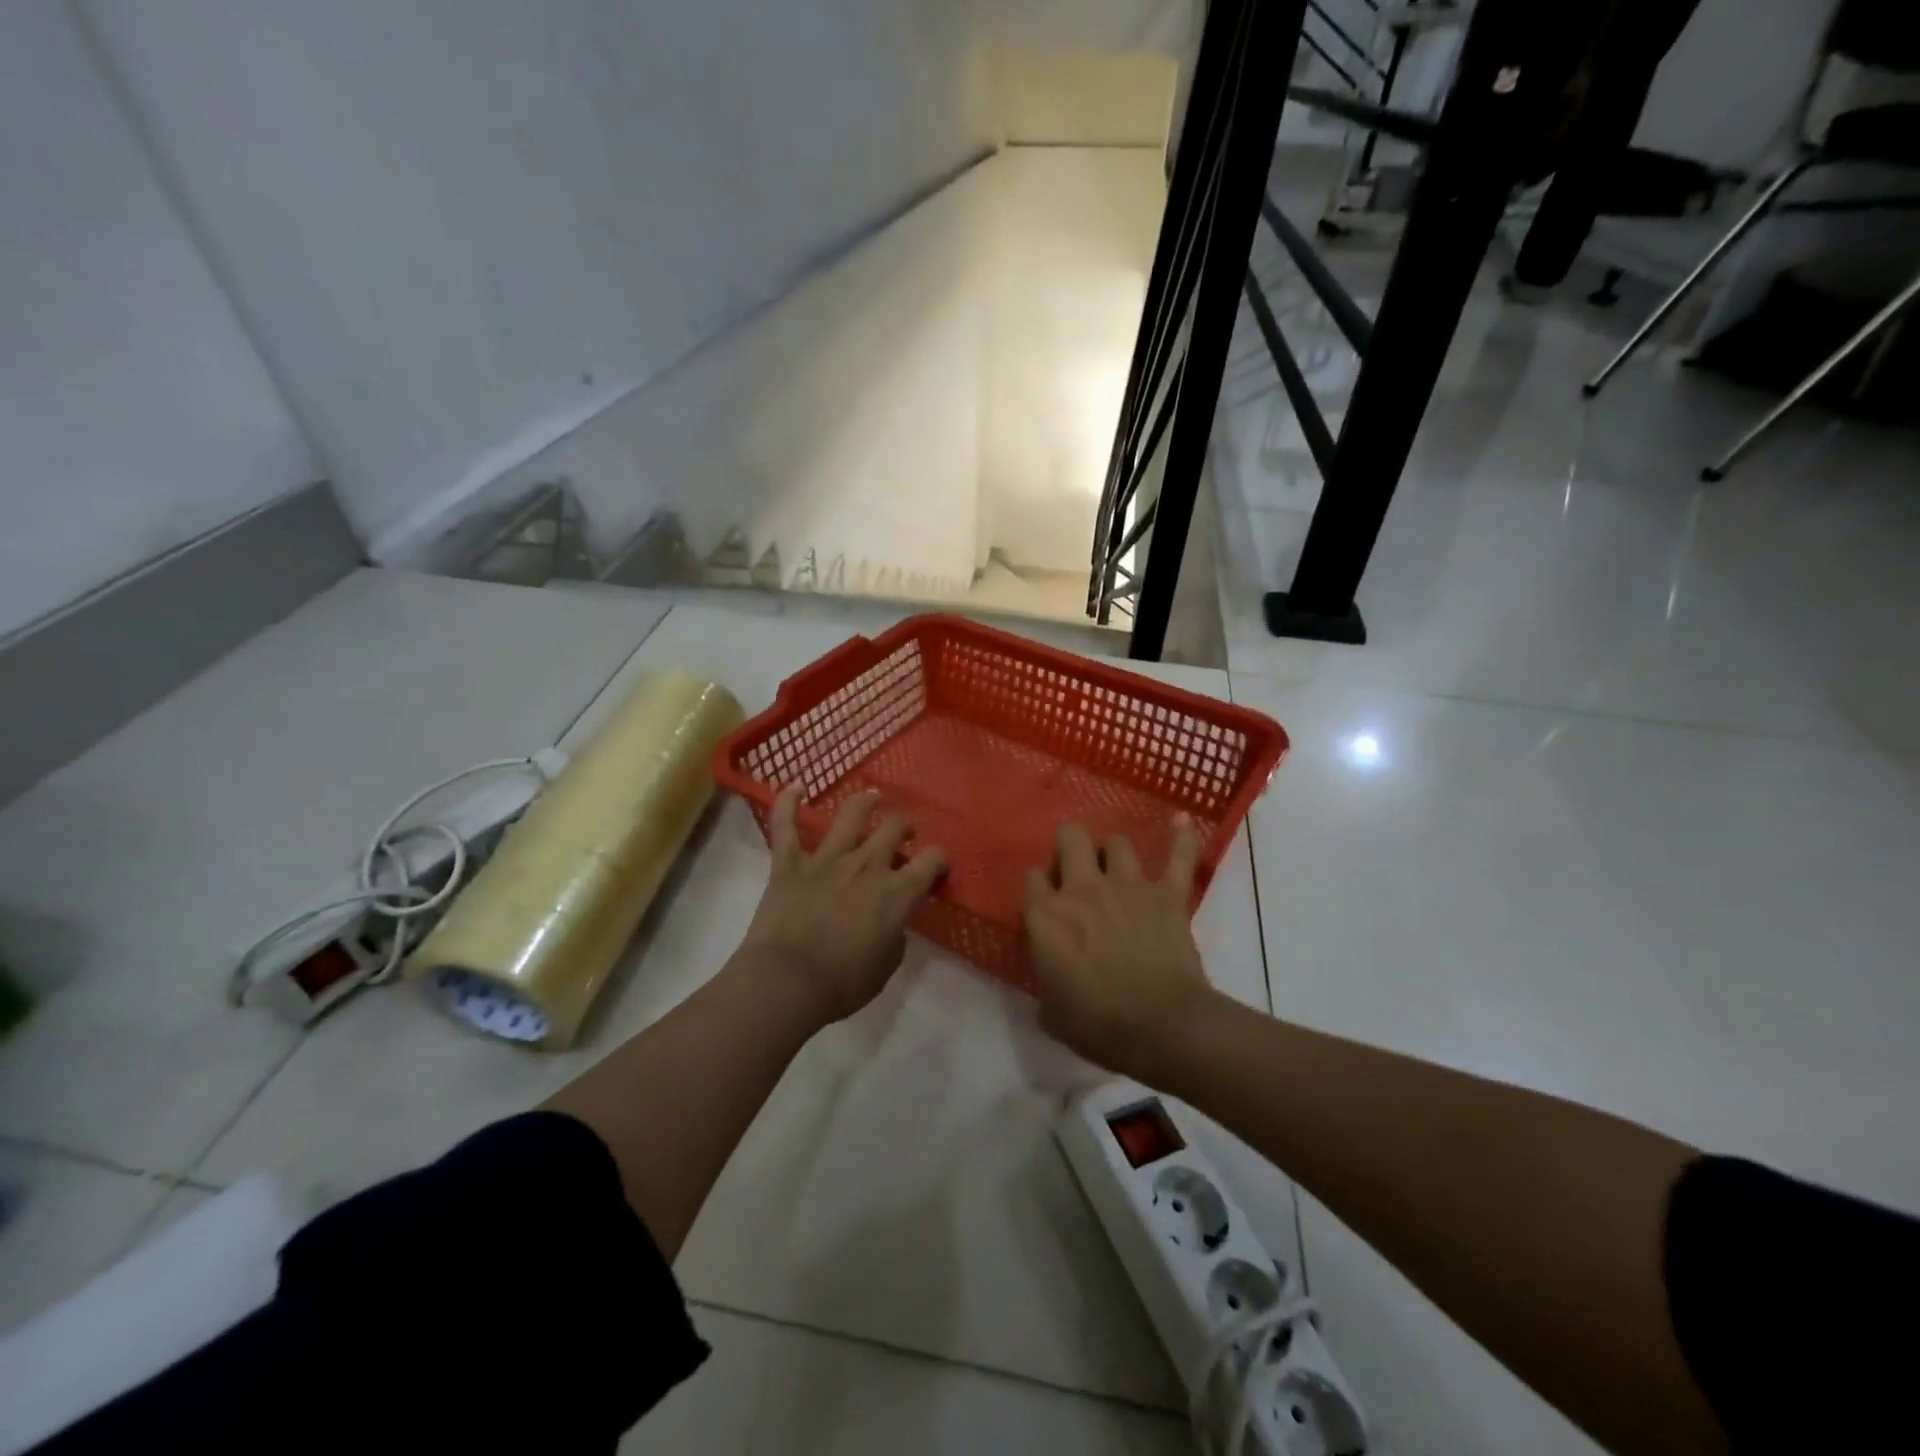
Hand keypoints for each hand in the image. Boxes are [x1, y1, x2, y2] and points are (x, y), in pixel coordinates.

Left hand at [736, 785, 947, 1025]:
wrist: (787, 982)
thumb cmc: (842, 984)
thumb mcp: (885, 968)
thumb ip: (894, 937)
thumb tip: (891, 923)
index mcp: (896, 893)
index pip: (932, 861)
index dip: (938, 859)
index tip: (936, 865)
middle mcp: (867, 865)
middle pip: (894, 828)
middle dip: (903, 827)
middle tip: (902, 834)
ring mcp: (827, 859)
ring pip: (851, 815)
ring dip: (864, 802)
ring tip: (870, 798)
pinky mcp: (789, 863)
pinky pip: (786, 826)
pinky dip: (787, 803)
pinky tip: (794, 787)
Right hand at [1024, 818, 1216, 1078]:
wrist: (1162, 1027)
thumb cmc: (1099, 1025)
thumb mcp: (1052, 1013)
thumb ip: (1045, 983)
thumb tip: (1050, 980)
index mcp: (1047, 916)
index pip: (1032, 880)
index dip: (1039, 886)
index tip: (1044, 900)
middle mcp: (1083, 889)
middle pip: (1071, 839)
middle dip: (1070, 844)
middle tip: (1075, 865)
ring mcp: (1128, 886)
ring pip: (1118, 843)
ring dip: (1115, 853)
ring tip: (1117, 865)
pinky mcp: (1167, 895)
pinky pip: (1178, 858)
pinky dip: (1181, 841)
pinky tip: (1182, 823)